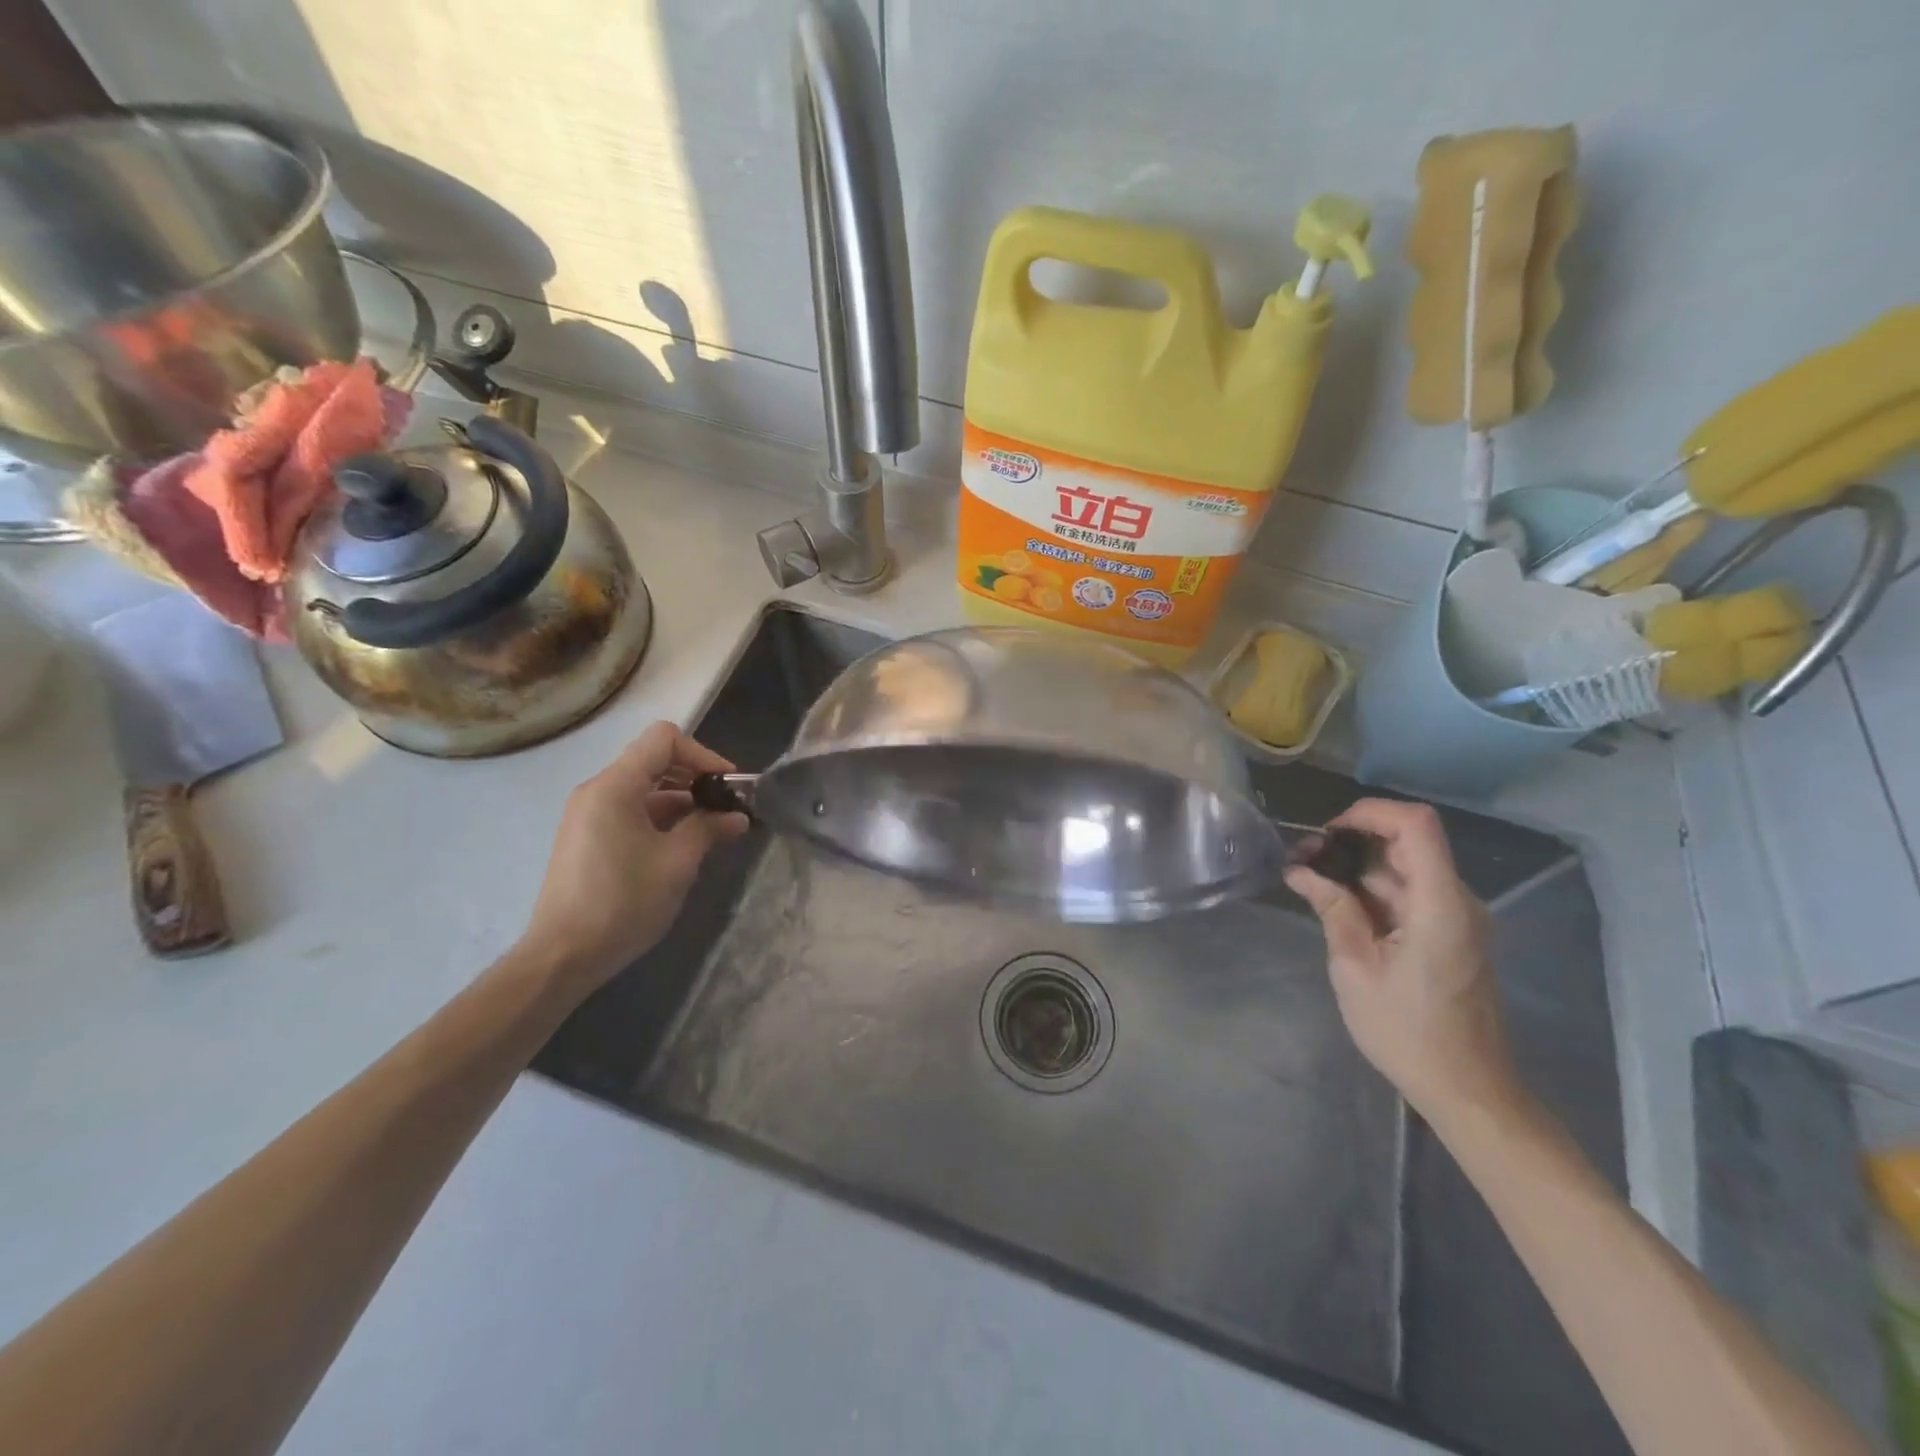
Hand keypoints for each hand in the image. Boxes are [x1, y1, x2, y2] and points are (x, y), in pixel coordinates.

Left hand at [517, 722, 748, 993]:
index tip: (728, 786)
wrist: (563, 956)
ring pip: (645, 789)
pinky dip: (662, 819)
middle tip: (727, 808)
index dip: (703, 754)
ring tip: (713, 832)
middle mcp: (597, 791)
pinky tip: (684, 847)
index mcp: (614, 786)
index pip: (664, 739)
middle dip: (696, 778)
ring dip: (682, 802)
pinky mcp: (589, 838)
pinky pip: (631, 811)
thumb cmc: (623, 902)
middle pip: (655, 761)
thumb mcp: (677, 862)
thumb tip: (737, 816)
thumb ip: (709, 828)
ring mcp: (589, 815)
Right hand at [1283, 798, 1520, 1124]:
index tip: (1326, 832)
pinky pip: (1409, 894)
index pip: (1416, 824)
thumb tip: (1301, 871)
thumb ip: (1333, 909)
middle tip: (1304, 862)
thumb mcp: (1355, 969)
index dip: (1370, 813)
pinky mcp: (1451, 933)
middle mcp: (1457, 901)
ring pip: (1404, 868)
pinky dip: (1373, 890)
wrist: (1468, 1090)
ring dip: (1358, 868)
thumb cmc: (1407, 1033)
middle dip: (1351, 841)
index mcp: (1440, 906)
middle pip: (1407, 842)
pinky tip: (1338, 907)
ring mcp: (1457, 917)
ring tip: (1310, 884)